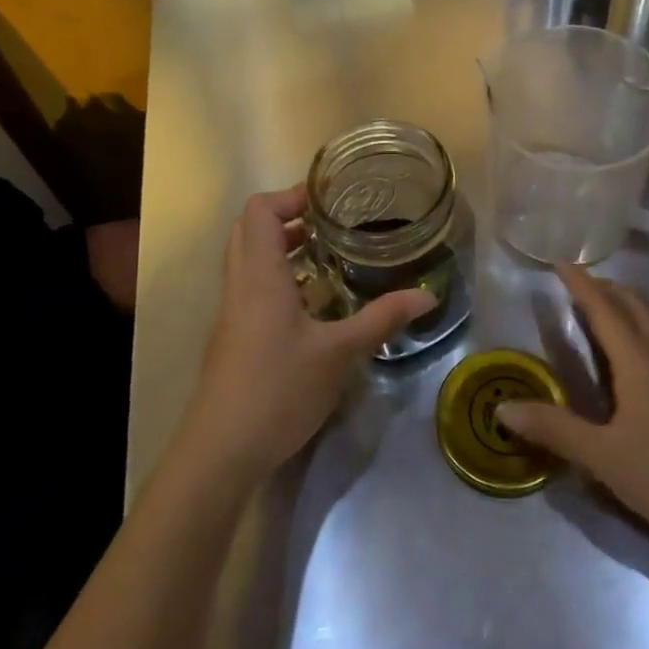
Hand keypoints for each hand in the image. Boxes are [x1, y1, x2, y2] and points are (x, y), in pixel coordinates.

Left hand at [179, 186, 434, 483]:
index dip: (290, 196)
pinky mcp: (231, 335)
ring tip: (325, 254)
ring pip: (248, 257)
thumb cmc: (278, 390)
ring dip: (280, 246)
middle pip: (250, 228)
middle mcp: (239, 284)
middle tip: (329, 224)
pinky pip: (249, 284)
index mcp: (260, 275)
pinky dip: (275, 274)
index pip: (260, 210)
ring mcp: (231, 311)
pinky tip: (310, 300)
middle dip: (286, 216)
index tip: (329, 202)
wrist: (220, 451)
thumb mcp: (338, 353)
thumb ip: (381, 319)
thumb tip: (427, 296)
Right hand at [499, 265, 648, 556]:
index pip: (604, 309)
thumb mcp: (604, 458)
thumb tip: (502, 408)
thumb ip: (554, 429)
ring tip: (617, 304)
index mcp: (639, 361)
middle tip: (582, 283)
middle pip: (636, 305)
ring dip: (635, 303)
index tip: (561, 262)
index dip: (581, 284)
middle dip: (608, 288)